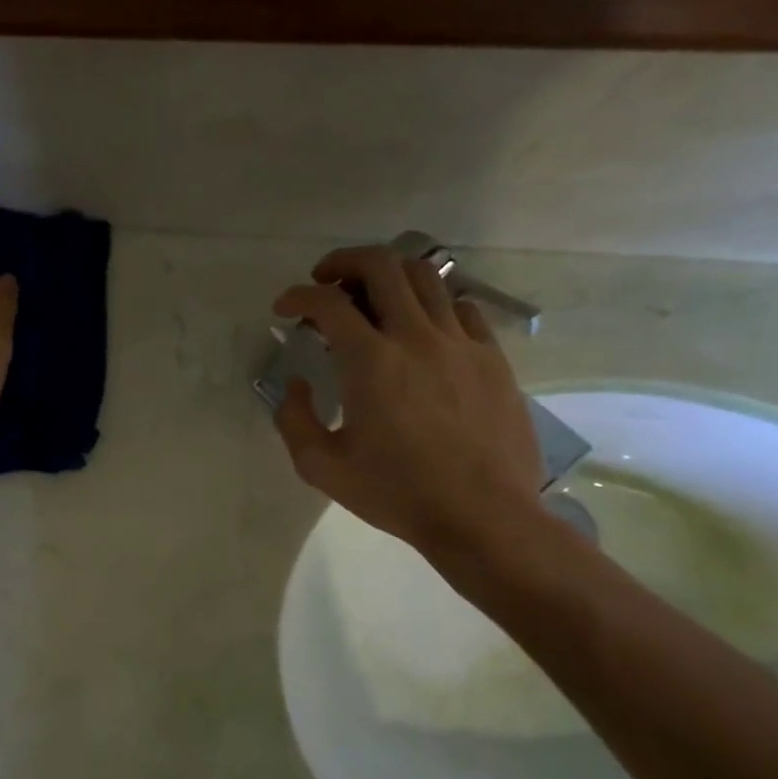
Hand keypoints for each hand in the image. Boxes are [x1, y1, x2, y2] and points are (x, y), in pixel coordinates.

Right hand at [272, 244, 544, 558]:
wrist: (482, 516)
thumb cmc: (395, 493)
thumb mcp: (321, 467)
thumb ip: (294, 419)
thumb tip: (298, 384)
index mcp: (370, 362)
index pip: (327, 303)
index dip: (298, 296)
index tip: (285, 308)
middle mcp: (417, 338)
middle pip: (383, 266)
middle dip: (345, 261)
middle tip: (326, 280)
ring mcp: (461, 344)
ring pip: (427, 278)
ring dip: (390, 275)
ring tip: (372, 295)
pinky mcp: (492, 359)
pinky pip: (463, 309)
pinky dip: (433, 305)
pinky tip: (422, 328)